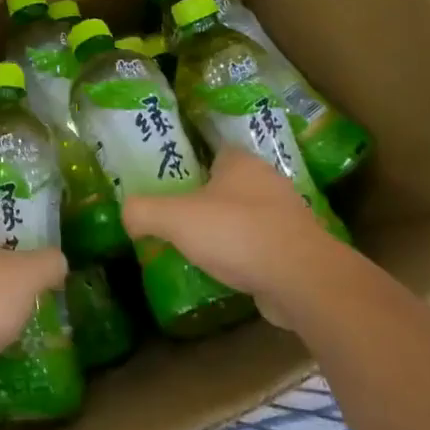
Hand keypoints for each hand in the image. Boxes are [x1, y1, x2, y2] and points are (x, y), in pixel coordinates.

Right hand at [120, 149, 352, 330]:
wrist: (300, 278)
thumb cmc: (235, 233)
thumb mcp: (174, 218)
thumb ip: (143, 211)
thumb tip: (128, 214)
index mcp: (241, 162)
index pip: (216, 151)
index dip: (195, 164)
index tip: (176, 183)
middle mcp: (269, 181)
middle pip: (233, 184)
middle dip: (211, 199)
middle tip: (182, 218)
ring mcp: (289, 215)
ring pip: (251, 215)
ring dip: (232, 228)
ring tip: (204, 248)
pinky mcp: (300, 249)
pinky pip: (266, 245)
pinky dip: (249, 255)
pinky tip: (232, 271)